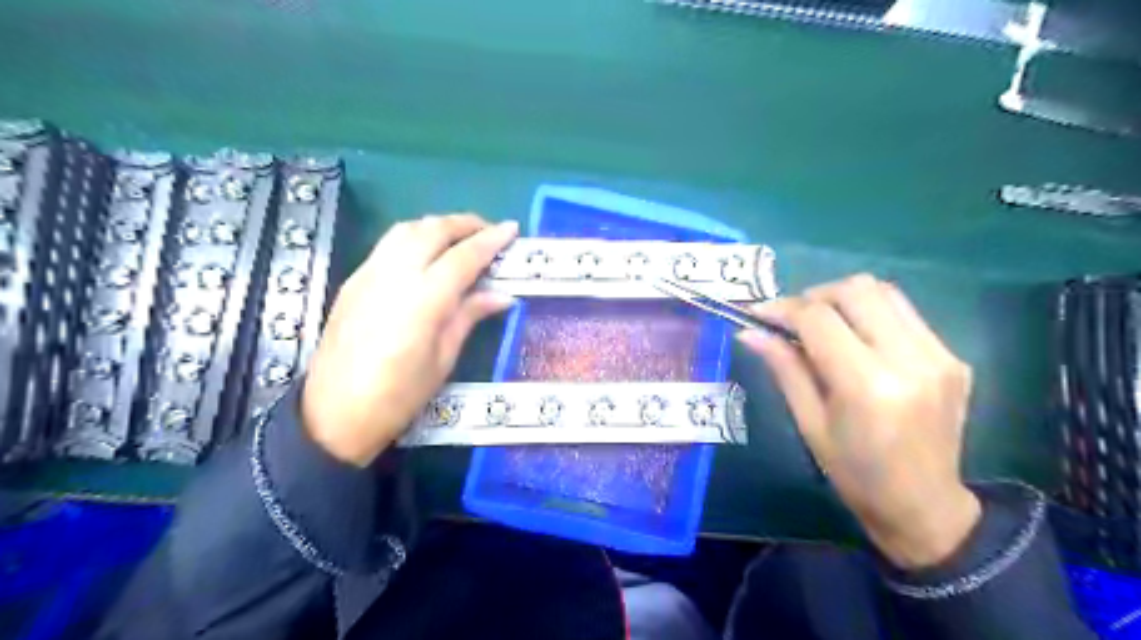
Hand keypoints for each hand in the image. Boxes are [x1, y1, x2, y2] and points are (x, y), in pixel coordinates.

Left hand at [302, 212, 516, 464]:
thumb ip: (469, 317)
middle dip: (465, 223)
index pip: (463, 257)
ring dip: (438, 225)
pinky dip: (414, 237)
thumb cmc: (398, 396)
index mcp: (423, 300)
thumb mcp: (443, 359)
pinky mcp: (353, 281)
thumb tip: (502, 295)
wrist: (333, 415)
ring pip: (406, 229)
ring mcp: (368, 274)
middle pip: (433, 230)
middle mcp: (394, 276)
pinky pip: (388, 244)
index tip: (512, 229)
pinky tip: (427, 253)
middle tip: (489, 230)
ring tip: (460, 237)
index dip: (491, 240)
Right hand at [740, 276, 979, 569]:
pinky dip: (871, 314)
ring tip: (822, 322)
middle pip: (856, 290)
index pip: (819, 319)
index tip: (758, 313)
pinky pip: (904, 313)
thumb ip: (784, 368)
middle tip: (791, 318)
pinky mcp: (953, 357)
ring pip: (884, 291)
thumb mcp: (809, 423)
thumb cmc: (854, 473)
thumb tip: (750, 332)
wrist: (924, 505)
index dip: (783, 308)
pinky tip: (856, 339)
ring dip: (844, 298)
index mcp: (867, 385)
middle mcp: (909, 360)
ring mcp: (939, 355)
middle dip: (814, 295)